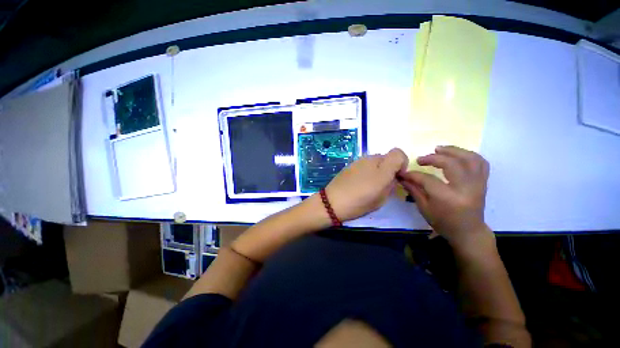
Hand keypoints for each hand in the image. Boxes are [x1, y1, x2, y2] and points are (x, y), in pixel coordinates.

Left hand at [325, 148, 407, 221]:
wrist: (332, 202)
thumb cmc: (358, 203)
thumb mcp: (381, 199)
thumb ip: (391, 186)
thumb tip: (392, 179)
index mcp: (382, 169)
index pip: (398, 153)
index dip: (401, 163)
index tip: (396, 176)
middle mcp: (370, 160)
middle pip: (386, 157)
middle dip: (388, 168)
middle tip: (382, 183)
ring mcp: (359, 160)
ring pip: (374, 160)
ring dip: (377, 169)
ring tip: (369, 183)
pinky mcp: (350, 164)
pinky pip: (364, 164)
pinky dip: (366, 170)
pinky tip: (358, 181)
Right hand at [399, 146, 492, 249]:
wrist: (468, 232)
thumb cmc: (443, 222)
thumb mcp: (424, 208)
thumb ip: (414, 190)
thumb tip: (402, 177)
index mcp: (448, 198)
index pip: (427, 179)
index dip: (413, 174)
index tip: (403, 172)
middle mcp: (465, 188)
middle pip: (451, 163)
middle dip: (433, 158)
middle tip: (421, 159)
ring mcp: (477, 184)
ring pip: (469, 158)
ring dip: (453, 151)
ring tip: (439, 149)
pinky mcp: (483, 182)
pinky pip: (481, 163)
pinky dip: (469, 155)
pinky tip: (457, 154)